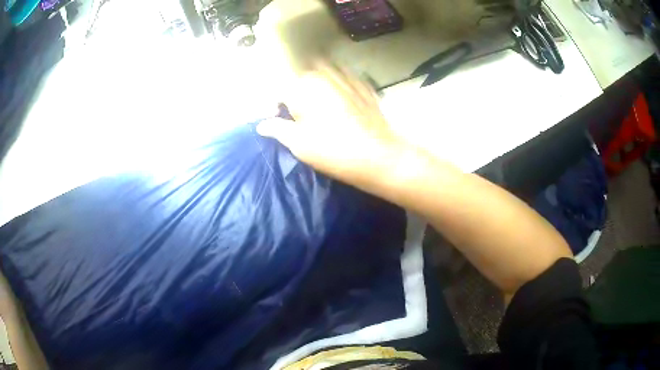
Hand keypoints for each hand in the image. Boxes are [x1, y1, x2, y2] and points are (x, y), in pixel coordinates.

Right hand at [256, 61, 406, 187]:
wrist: (378, 156)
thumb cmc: (334, 151)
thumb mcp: (299, 144)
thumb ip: (278, 129)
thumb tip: (262, 125)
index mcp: (304, 89)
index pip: (280, 89)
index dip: (274, 104)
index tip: (276, 118)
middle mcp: (325, 77)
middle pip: (303, 78)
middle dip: (296, 92)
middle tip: (298, 113)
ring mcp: (347, 79)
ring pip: (325, 73)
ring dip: (317, 84)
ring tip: (318, 103)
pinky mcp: (365, 87)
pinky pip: (346, 78)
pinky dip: (339, 84)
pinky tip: (341, 97)